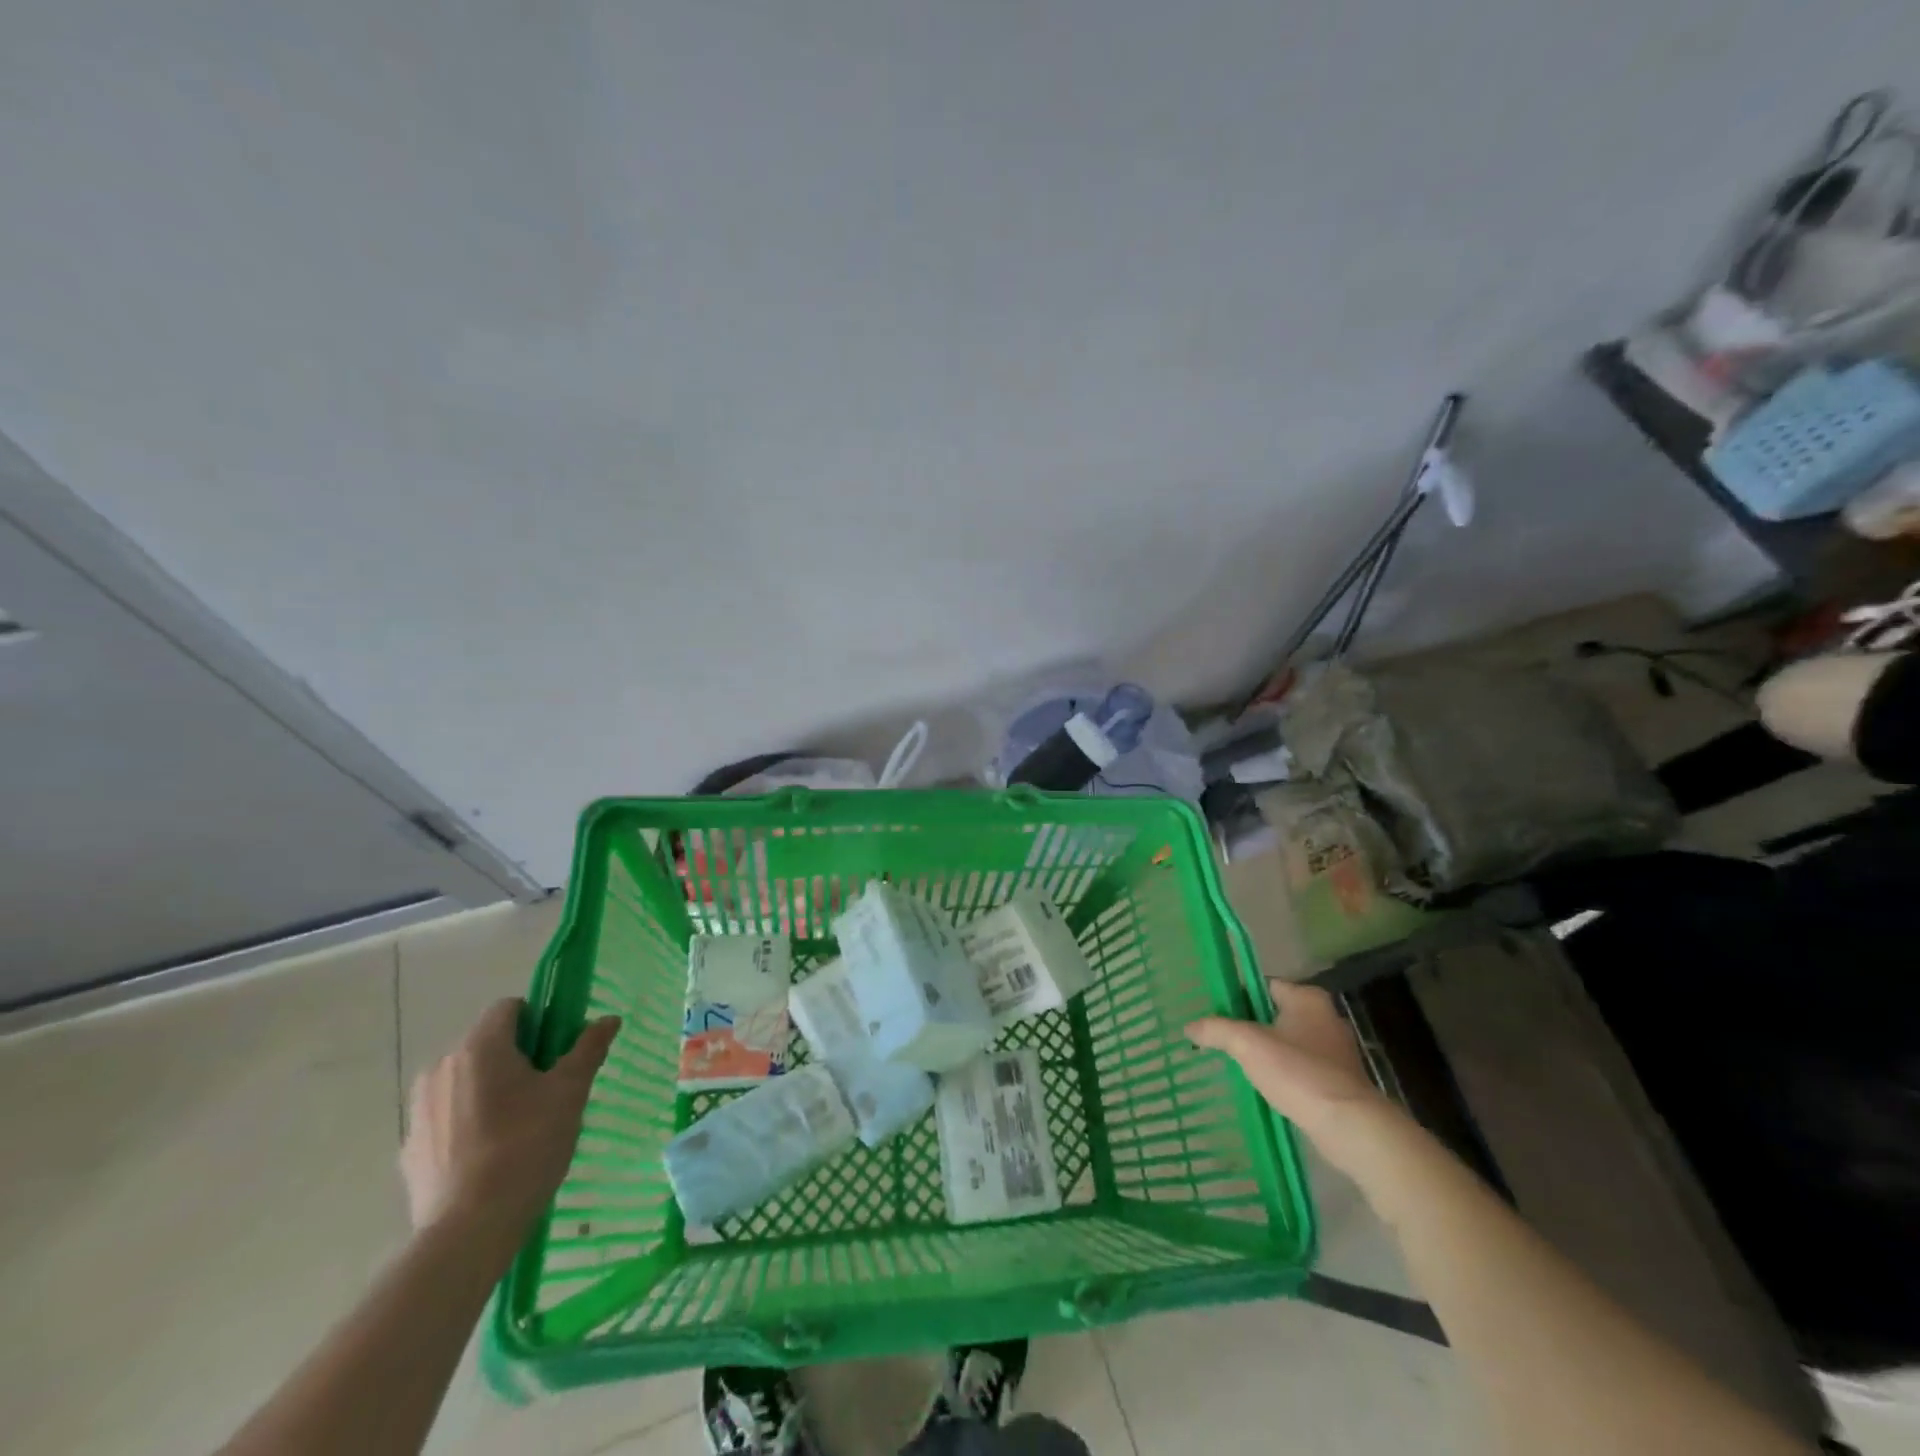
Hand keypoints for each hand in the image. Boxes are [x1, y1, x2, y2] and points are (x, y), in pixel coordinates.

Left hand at [400, 999, 620, 1239]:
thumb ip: (588, 1049)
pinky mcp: (409, 1148)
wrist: (468, 1230)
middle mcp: (441, 1068)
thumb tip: (608, 1019)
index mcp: (480, 1047)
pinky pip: (447, 1117)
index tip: (558, 1052)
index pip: (509, 1007)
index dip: (539, 1020)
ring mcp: (419, 1109)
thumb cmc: (526, 1146)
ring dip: (490, 1090)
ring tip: (518, 1128)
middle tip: (546, 1092)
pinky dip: (468, 1123)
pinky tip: (489, 1156)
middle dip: (517, 1058)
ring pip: (466, 1081)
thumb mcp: (570, 1092)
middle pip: (487, 1044)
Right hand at [1186, 980, 1386, 1150]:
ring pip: (1288, 1041)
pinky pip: (1300, 1066)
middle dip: (1249, 1025)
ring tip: (1236, 1062)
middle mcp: (1325, 1017)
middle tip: (1219, 1036)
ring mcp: (1335, 1050)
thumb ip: (1217, 1030)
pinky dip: (1282, 1072)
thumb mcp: (1248, 1045)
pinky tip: (1263, 1085)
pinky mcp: (1339, 1080)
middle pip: (1275, 1013)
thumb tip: (1189, 1026)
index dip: (1237, 996)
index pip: (1263, 985)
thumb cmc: (1299, 1073)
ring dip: (1265, 1050)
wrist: (1349, 1127)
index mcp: (1308, 998)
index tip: (1215, 1011)